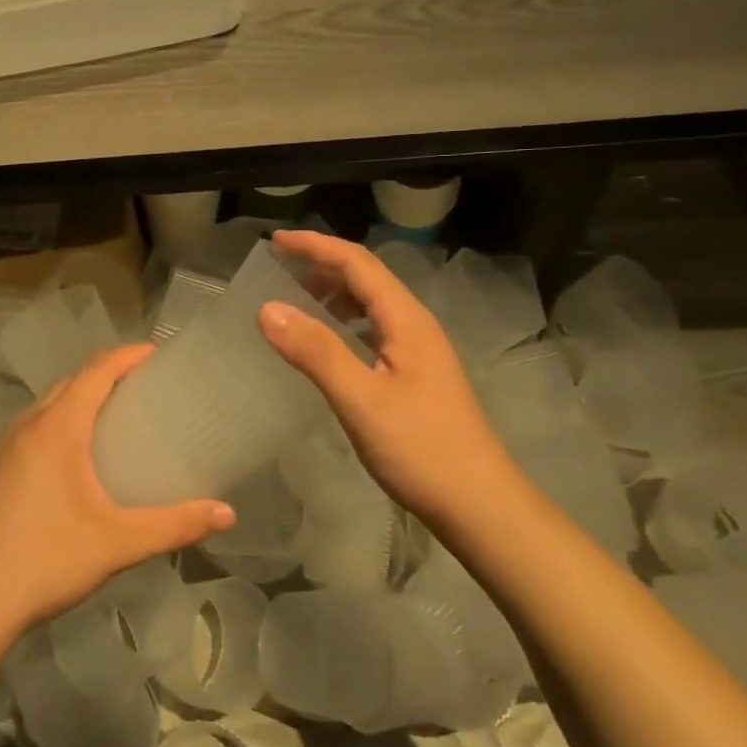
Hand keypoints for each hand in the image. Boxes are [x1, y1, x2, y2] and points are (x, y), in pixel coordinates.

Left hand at [0, 345, 234, 697]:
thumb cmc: (42, 563)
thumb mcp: (116, 544)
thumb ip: (175, 525)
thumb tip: (228, 513)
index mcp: (57, 428)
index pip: (96, 370)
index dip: (129, 355)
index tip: (159, 355)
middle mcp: (26, 426)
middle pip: (72, 382)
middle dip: (108, 375)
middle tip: (147, 389)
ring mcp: (1, 448)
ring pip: (47, 405)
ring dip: (81, 399)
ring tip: (116, 419)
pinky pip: (32, 429)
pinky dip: (59, 424)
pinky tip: (74, 461)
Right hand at [259, 230, 520, 530]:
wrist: (479, 504)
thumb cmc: (421, 449)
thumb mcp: (361, 399)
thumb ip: (316, 351)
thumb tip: (267, 308)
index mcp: (406, 319)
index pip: (357, 263)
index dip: (315, 246)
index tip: (275, 241)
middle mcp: (415, 325)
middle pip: (366, 279)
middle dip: (322, 265)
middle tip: (278, 267)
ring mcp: (419, 352)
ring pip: (371, 306)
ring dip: (333, 294)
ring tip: (294, 299)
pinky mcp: (416, 376)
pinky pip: (374, 332)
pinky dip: (344, 324)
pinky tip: (328, 344)